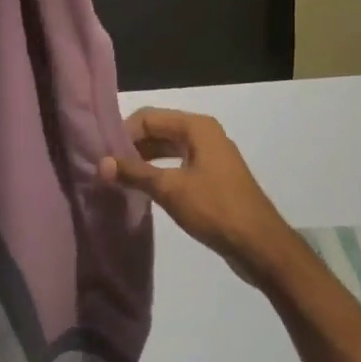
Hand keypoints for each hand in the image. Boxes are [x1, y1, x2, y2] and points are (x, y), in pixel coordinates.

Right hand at [98, 108, 298, 286]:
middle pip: (158, 130)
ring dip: (144, 160)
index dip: (123, 132)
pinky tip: (142, 189)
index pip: (149, 117)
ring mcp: (210, 156)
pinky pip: (178, 165)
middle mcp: (204, 134)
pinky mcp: (212, 177)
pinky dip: (159, 172)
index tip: (102, 154)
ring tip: (118, 178)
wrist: (259, 244)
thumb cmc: (215, 209)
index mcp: (197, 127)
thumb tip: (100, 163)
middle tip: (105, 167)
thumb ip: (134, 173)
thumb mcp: (170, 189)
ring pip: (167, 148)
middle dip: (132, 146)